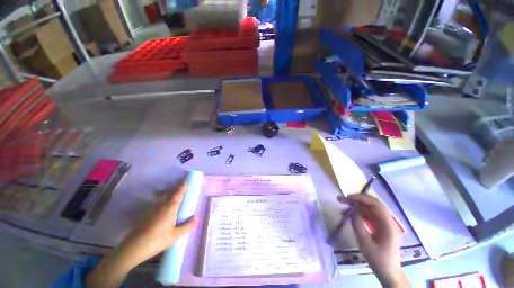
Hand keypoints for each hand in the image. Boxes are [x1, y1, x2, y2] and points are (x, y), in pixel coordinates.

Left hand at [86, 181, 197, 287]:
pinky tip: (165, 210)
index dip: (183, 185)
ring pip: (164, 198)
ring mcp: (153, 210)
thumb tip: (197, 217)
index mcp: (171, 207)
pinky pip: (159, 204)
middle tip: (183, 187)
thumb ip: (187, 226)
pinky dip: (164, 202)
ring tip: (175, 196)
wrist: (133, 248)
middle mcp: (162, 205)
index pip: (179, 193)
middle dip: (177, 189)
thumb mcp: (175, 235)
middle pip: (170, 193)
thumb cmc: (157, 239)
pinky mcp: (148, 216)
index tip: (186, 179)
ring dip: (170, 195)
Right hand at [338, 194, 407, 287]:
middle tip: (341, 199)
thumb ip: (358, 224)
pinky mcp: (381, 227)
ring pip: (370, 209)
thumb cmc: (378, 260)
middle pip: (372, 204)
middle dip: (357, 200)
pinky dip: (359, 212)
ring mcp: (385, 224)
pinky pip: (369, 215)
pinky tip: (350, 212)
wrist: (388, 273)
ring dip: (357, 205)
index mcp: (388, 225)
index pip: (375, 204)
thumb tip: (352, 209)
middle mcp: (388, 221)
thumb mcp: (365, 243)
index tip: (347, 197)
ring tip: (343, 203)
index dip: (361, 198)